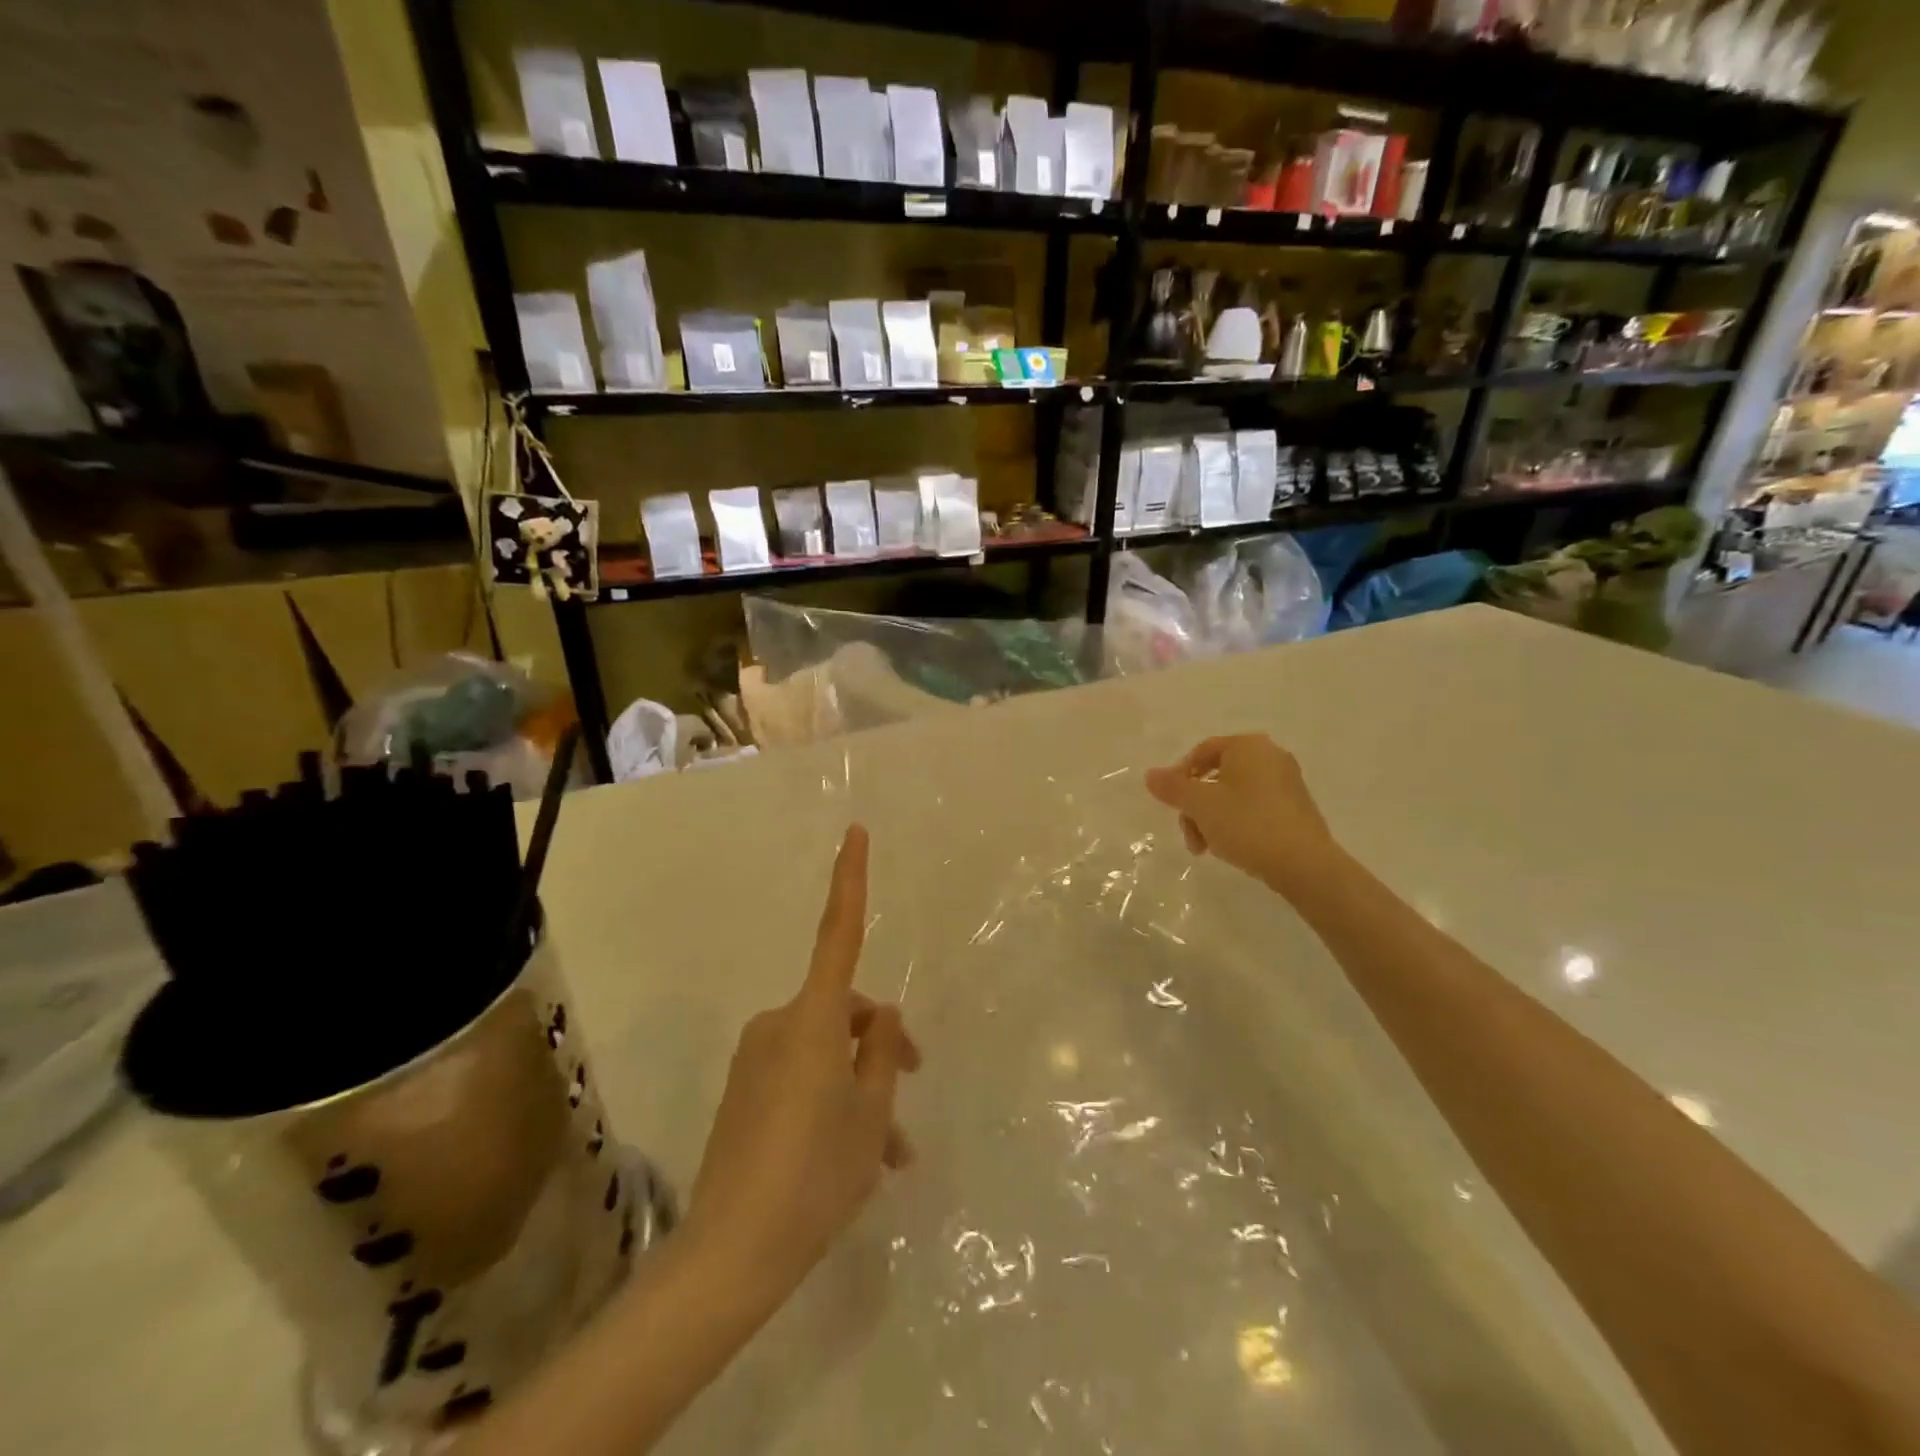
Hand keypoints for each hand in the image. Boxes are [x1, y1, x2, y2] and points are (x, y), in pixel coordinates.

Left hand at [684, 825, 919, 1312]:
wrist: (730, 1255)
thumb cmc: (815, 1175)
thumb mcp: (870, 1115)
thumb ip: (881, 1055)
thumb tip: (882, 1017)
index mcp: (814, 1020)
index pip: (838, 933)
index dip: (849, 880)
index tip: (855, 832)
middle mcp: (780, 1025)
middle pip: (845, 1011)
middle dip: (882, 1040)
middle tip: (914, 1082)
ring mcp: (757, 1059)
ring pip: (827, 1052)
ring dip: (861, 1086)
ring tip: (893, 1151)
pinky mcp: (745, 1092)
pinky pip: (801, 1076)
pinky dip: (832, 1101)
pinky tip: (858, 1156)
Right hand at [1145, 735, 1336, 897]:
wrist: (1304, 864)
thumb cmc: (1247, 824)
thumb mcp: (1200, 805)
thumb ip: (1172, 787)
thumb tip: (1150, 774)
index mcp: (1248, 746)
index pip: (1202, 751)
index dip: (1179, 776)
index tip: (1171, 804)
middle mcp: (1270, 757)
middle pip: (1216, 775)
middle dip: (1195, 806)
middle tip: (1189, 835)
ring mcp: (1286, 783)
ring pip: (1233, 795)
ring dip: (1211, 819)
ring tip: (1206, 848)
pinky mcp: (1295, 808)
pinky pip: (1254, 808)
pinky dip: (1236, 823)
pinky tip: (1231, 847)